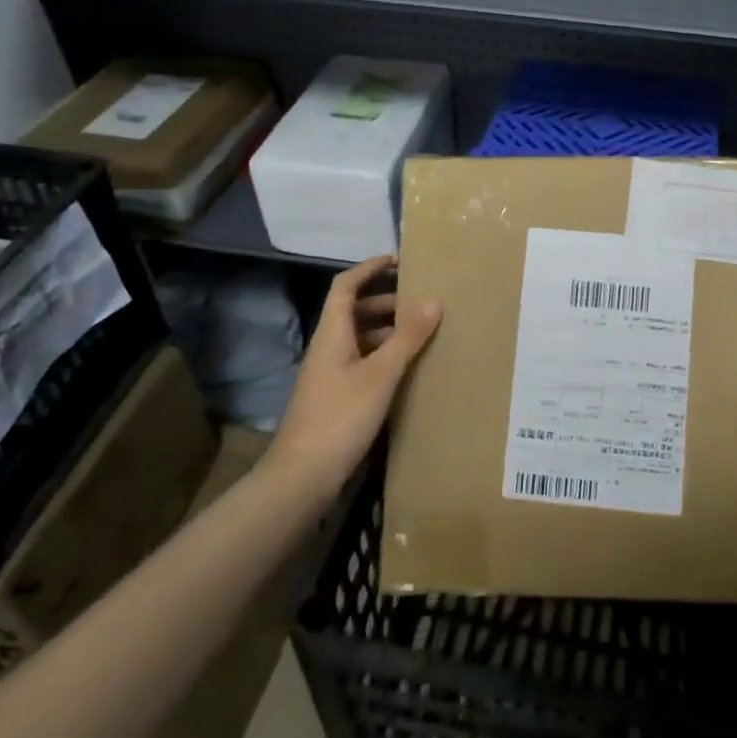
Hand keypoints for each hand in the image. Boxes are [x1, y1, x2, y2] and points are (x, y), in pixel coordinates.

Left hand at [269, 255, 442, 495]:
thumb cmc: (340, 416)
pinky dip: (385, 357)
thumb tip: (433, 300)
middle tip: (422, 301)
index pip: (346, 286)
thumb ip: (407, 337)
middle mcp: (328, 348)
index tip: (398, 260)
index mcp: (332, 333)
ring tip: (423, 333)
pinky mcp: (336, 398)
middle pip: (354, 311)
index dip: (369, 268)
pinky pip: (363, 363)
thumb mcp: (381, 374)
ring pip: (360, 339)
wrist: (303, 477)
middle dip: (387, 301)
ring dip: (388, 331)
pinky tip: (408, 369)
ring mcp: (330, 375)